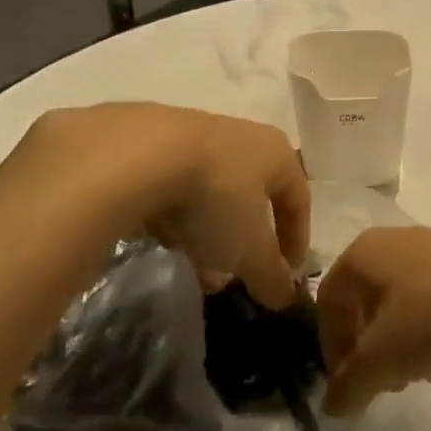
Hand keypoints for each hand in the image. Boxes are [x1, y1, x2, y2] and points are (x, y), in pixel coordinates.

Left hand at [28, 104, 308, 308]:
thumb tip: (285, 298)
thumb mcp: (249, 250)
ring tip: (192, 265)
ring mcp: (189, 132)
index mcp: (274, 152)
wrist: (132, 155)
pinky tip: (158, 238)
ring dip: (206, 231)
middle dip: (243, 241)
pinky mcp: (144, 138)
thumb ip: (271, 275)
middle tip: (233, 275)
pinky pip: (170, 183)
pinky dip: (172, 213)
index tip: (286, 275)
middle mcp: (238, 135)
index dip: (296, 241)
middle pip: (249, 196)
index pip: (298, 199)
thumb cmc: (213, 198)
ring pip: (207, 191)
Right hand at [317, 228, 430, 414]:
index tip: (349, 383)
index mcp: (363, 253)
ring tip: (421, 376)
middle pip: (365, 304)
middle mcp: (393, 242)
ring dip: (402, 346)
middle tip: (385, 382)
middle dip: (370, 350)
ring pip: (401, 305)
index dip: (331, 347)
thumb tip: (332, 406)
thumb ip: (350, 386)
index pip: (328, 302)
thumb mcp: (382, 360)